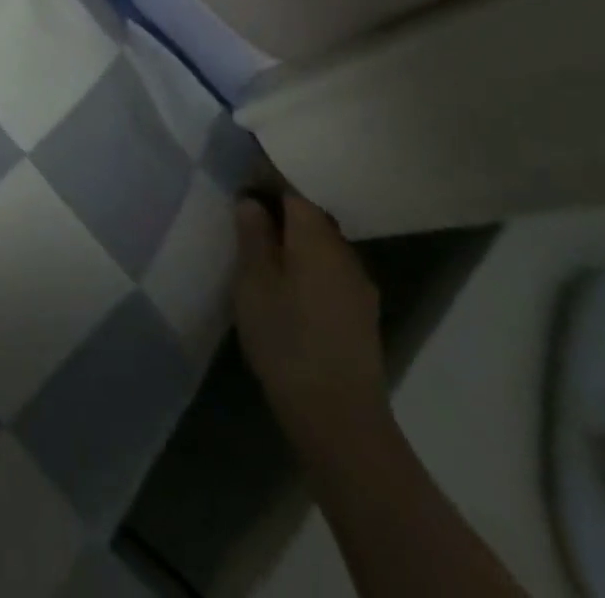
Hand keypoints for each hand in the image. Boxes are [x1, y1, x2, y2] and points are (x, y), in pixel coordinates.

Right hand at [235, 192, 389, 453]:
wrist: (339, 418)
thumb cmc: (286, 339)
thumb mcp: (253, 282)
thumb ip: (253, 235)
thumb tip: (252, 200)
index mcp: (317, 236)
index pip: (292, 192)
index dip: (266, 185)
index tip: (242, 189)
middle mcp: (345, 252)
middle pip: (311, 218)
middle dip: (281, 216)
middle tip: (246, 225)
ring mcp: (359, 286)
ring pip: (323, 248)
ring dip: (297, 246)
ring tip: (264, 259)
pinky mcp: (363, 316)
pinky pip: (331, 274)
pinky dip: (309, 271)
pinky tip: (291, 292)